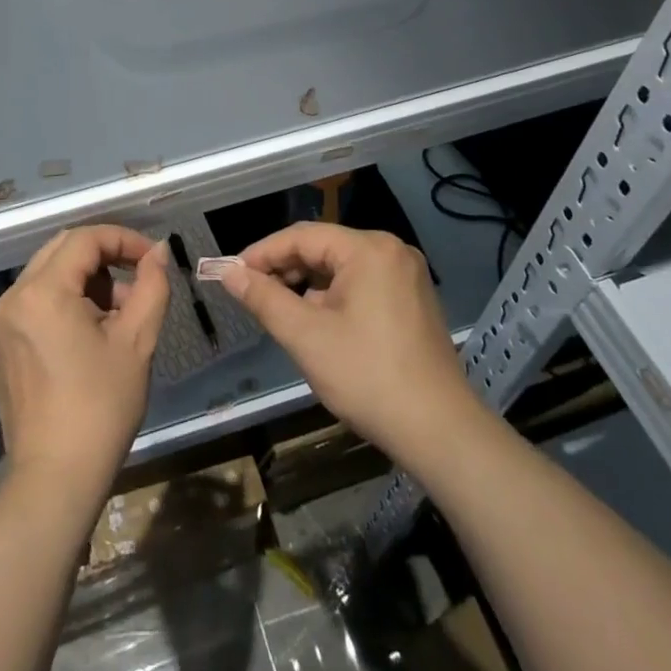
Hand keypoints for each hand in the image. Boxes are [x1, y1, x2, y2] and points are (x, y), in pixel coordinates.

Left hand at [0, 225, 169, 498]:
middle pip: (63, 250)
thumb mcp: (137, 341)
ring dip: (86, 279)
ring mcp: (2, 322)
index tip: (152, 258)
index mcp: (42, 291)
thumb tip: (157, 251)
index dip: (123, 239)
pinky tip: (91, 333)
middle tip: (137, 277)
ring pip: (49, 274)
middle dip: (105, 256)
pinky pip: (35, 301)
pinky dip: (65, 300)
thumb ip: (151, 285)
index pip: (85, 239)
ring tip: (120, 313)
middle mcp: (14, 297)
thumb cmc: (100, 407)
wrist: (55, 479)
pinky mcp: (2, 345)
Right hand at [221, 225, 486, 468]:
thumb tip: (229, 273)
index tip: (232, 274)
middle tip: (253, 295)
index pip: (302, 236)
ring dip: (309, 286)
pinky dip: (335, 298)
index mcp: (368, 249)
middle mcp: (391, 250)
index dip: (262, 253)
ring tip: (282, 313)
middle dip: (286, 270)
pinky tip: (319, 324)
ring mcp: (407, 275)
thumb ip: (264, 298)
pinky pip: (363, 284)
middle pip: (324, 248)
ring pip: (342, 268)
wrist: (441, 433)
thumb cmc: (368, 378)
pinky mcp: (414, 300)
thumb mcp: (306, 337)